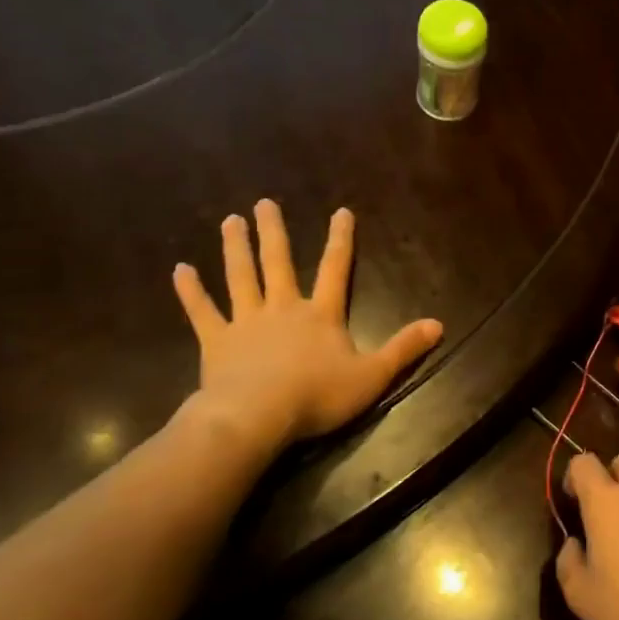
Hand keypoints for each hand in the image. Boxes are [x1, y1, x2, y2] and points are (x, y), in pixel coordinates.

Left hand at [172, 200, 442, 451]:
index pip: (334, 269)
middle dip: (273, 231)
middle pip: (277, 262)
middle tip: (263, 203)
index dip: (340, 240)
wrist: (257, 416)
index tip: (340, 211)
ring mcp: (246, 322)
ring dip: (236, 248)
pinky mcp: (217, 342)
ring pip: (240, 277)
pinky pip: (202, 311)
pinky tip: (180, 269)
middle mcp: (283, 308)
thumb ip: (404, 349)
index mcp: (320, 314)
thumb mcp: (372, 376)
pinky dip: (191, 291)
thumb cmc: (317, 396)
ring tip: (230, 221)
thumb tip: (438, 324)